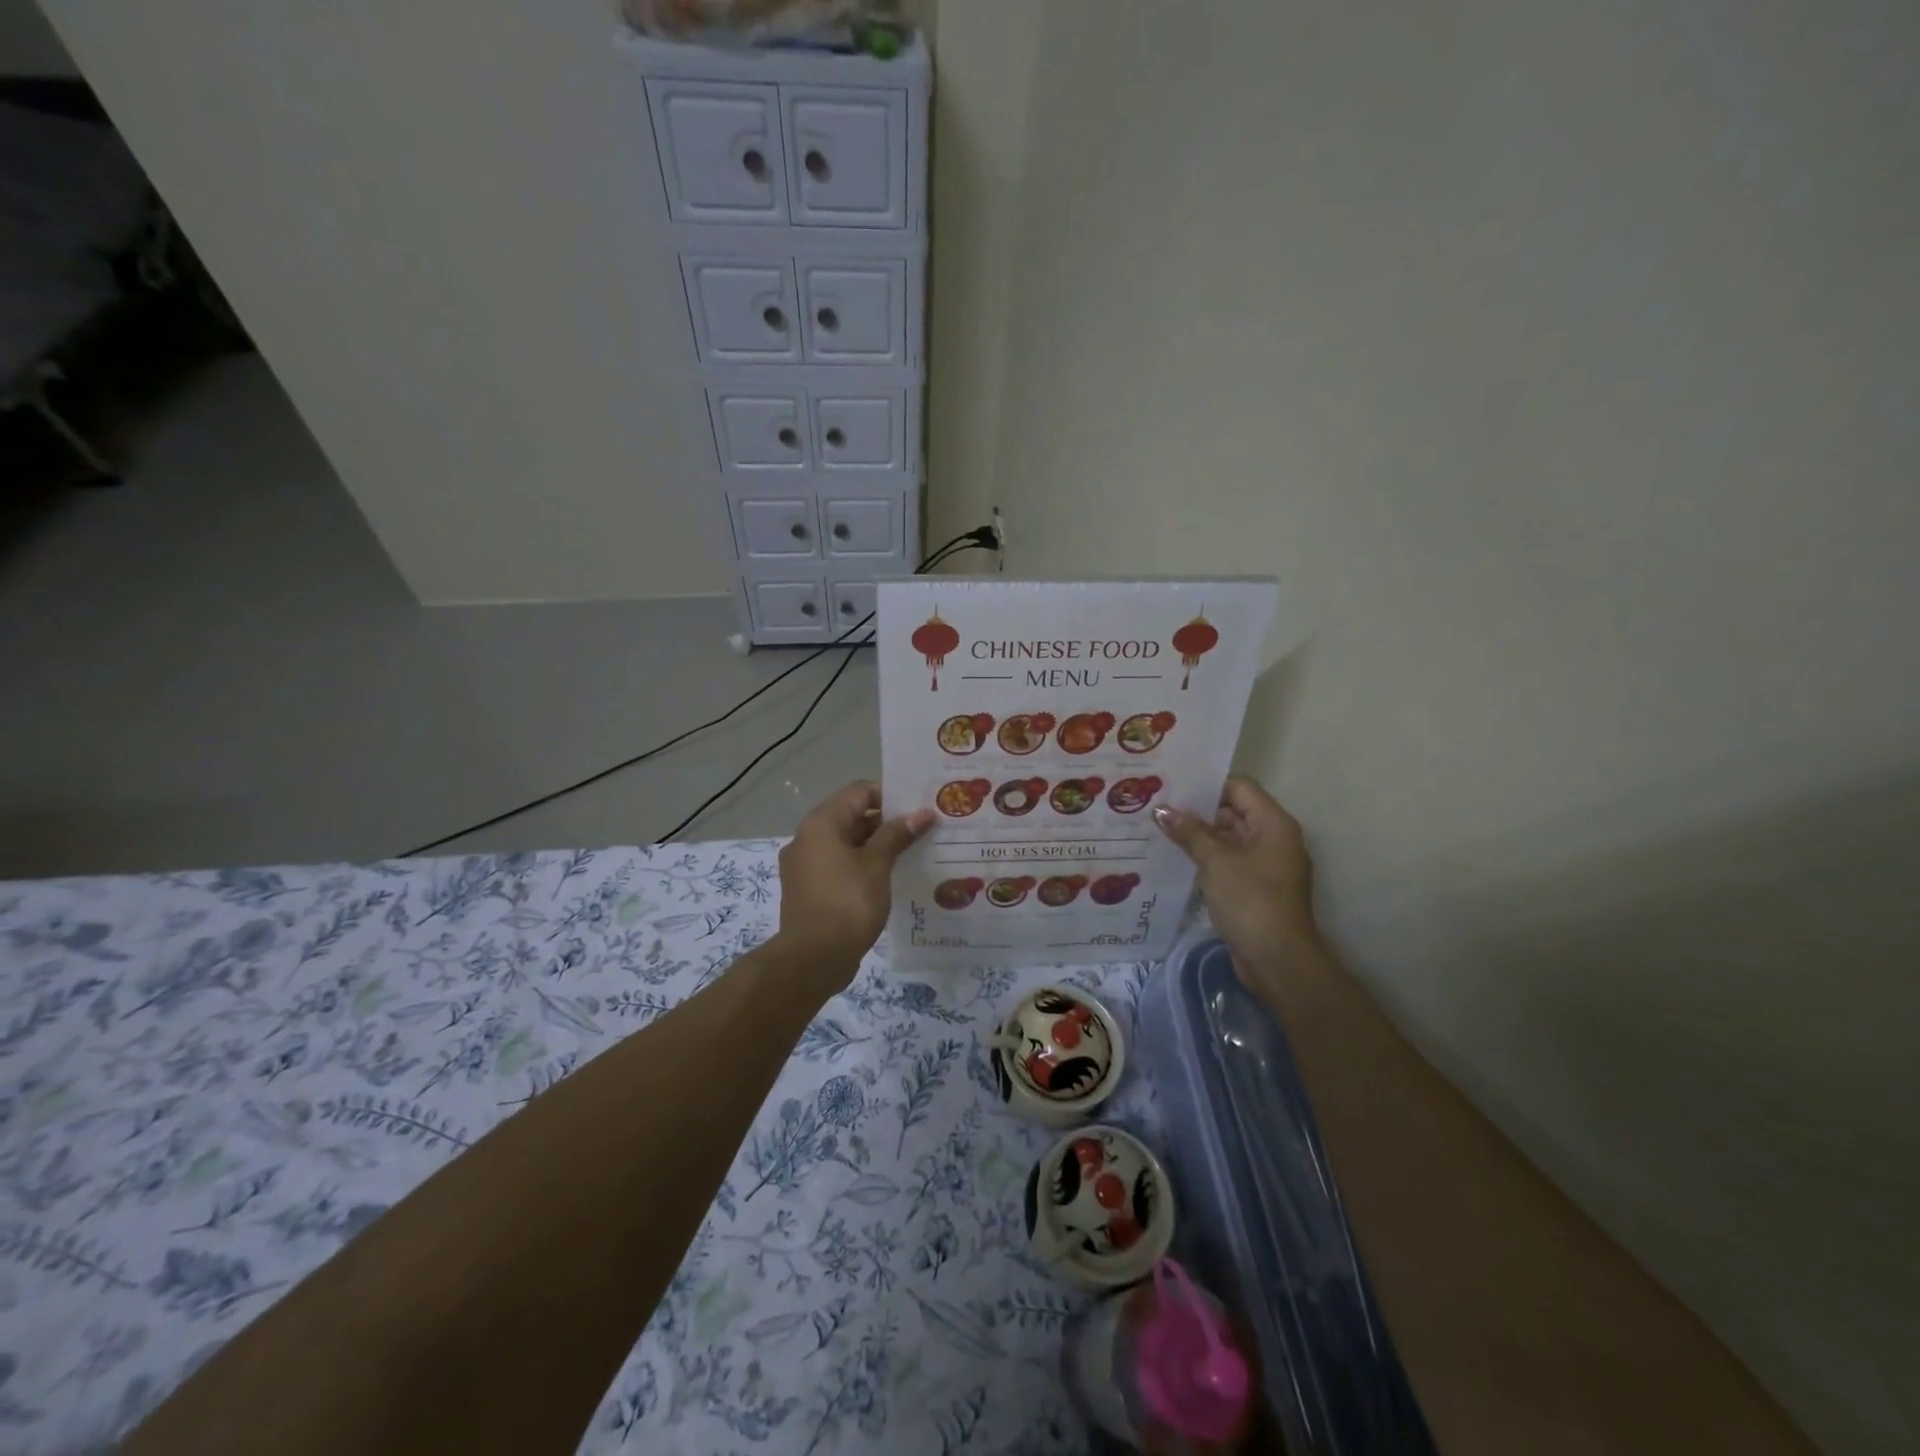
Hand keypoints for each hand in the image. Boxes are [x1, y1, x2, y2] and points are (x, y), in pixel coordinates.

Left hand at [775, 782, 932, 983]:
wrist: (812, 959)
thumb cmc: (847, 903)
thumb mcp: (877, 865)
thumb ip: (897, 835)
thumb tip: (922, 813)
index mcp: (821, 823)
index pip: (859, 792)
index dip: (891, 796)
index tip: (919, 809)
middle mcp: (808, 838)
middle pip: (852, 816)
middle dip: (887, 823)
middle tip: (922, 831)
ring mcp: (805, 865)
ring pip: (847, 843)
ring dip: (876, 846)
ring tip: (912, 854)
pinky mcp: (809, 890)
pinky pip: (839, 866)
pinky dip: (862, 866)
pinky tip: (889, 879)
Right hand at [1155, 776, 1318, 996]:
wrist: (1277, 960)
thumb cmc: (1250, 900)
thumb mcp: (1215, 861)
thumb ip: (1189, 832)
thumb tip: (1162, 810)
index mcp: (1273, 823)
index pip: (1239, 787)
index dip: (1207, 785)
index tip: (1173, 787)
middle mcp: (1274, 838)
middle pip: (1234, 811)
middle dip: (1198, 811)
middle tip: (1159, 807)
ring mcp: (1267, 864)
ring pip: (1229, 838)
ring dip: (1199, 836)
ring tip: (1159, 830)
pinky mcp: (1257, 887)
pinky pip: (1230, 862)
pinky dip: (1207, 858)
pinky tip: (1177, 859)